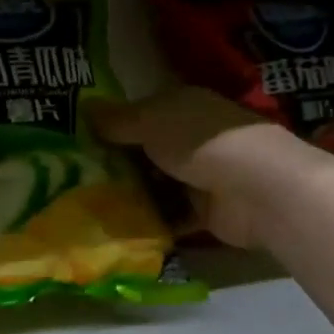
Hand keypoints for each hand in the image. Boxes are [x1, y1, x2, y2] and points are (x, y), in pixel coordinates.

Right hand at [90, 88, 291, 250]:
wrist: (256, 188)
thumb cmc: (198, 140)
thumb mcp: (148, 121)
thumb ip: (116, 120)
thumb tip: (83, 107)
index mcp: (182, 106)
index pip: (142, 112)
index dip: (114, 125)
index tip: (81, 141)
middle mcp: (192, 137)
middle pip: (147, 150)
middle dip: (118, 163)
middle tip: (78, 176)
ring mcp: (201, 175)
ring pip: (157, 183)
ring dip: (132, 194)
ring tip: (90, 203)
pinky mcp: (206, 211)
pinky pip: (170, 215)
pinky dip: (150, 221)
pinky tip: (117, 226)